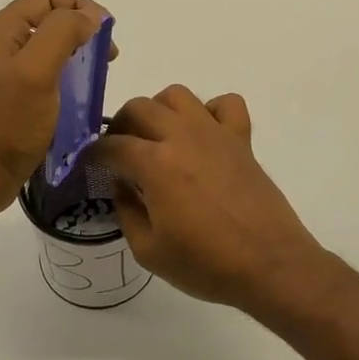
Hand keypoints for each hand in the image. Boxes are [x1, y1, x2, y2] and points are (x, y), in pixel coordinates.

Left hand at [0, 0, 112, 214]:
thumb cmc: (9, 122)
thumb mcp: (37, 71)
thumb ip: (62, 33)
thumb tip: (88, 17)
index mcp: (2, 30)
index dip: (81, 6)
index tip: (107, 32)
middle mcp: (1, 43)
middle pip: (50, 18)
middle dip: (82, 29)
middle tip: (107, 55)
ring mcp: (6, 69)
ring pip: (50, 45)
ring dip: (78, 51)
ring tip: (98, 72)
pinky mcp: (13, 93)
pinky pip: (46, 70)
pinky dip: (68, 72)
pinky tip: (81, 91)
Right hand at [94, 85, 324, 311]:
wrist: (269, 264)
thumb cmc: (206, 263)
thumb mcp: (149, 251)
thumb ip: (126, 211)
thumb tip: (121, 184)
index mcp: (154, 163)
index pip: (111, 146)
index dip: (93, 155)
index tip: (89, 165)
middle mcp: (182, 136)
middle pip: (139, 107)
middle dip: (121, 126)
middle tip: (120, 152)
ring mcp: (215, 133)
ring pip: (178, 95)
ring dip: (160, 109)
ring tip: (158, 137)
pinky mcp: (242, 139)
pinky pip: (226, 104)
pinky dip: (211, 111)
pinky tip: (204, 135)